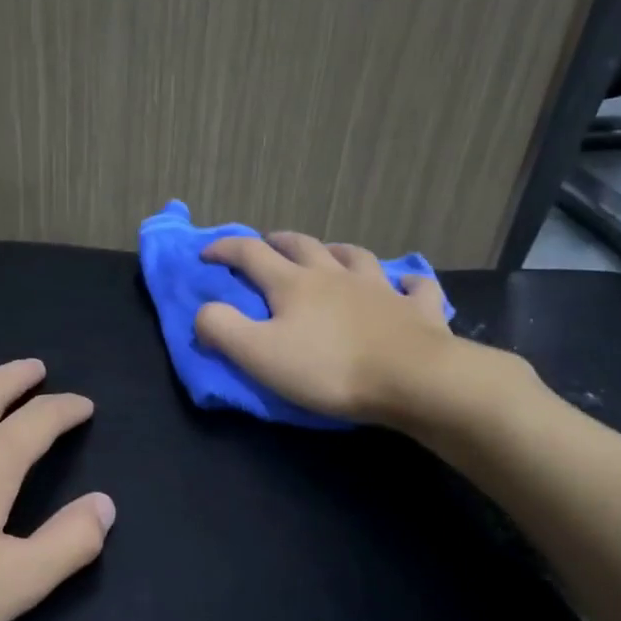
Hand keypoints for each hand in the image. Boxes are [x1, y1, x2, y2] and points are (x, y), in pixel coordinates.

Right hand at [195, 231, 532, 435]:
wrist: (412, 379)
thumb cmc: (328, 368)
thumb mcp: (258, 354)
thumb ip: (222, 328)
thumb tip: (203, 311)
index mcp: (293, 284)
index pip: (251, 254)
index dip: (225, 249)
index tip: (206, 253)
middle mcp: (335, 275)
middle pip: (302, 245)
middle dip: (277, 241)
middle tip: (265, 243)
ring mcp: (379, 288)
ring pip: (355, 256)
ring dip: (336, 250)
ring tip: (328, 253)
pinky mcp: (416, 309)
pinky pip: (414, 286)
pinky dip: (406, 282)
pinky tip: (404, 284)